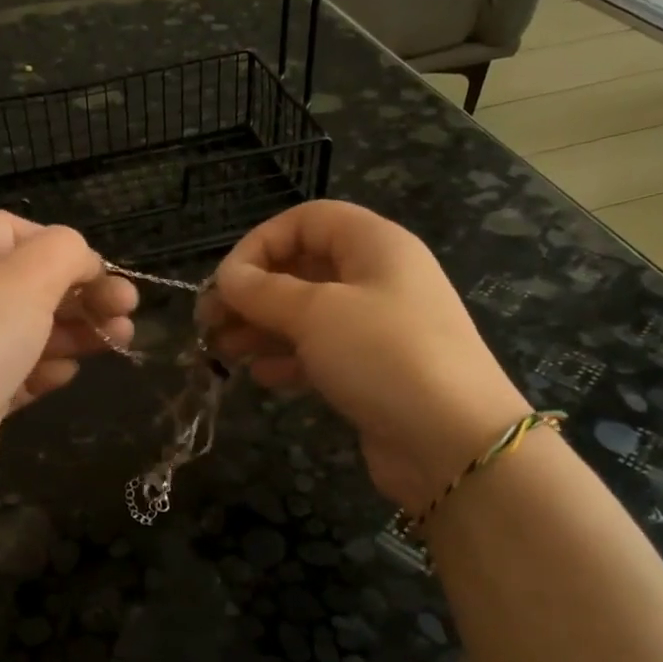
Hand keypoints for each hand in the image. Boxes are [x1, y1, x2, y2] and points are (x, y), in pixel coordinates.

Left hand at [0, 211, 136, 517]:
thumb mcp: (28, 276)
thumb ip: (65, 252)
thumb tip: (81, 259)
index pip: (15, 231)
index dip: (63, 247)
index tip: (102, 273)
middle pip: (30, 283)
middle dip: (84, 293)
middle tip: (128, 310)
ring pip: (29, 330)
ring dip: (77, 331)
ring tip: (120, 341)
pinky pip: (16, 373)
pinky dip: (46, 370)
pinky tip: (68, 376)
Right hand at [209, 201, 527, 510]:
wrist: (453, 441)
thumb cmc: (384, 356)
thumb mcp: (317, 314)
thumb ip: (264, 292)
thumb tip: (227, 278)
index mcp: (374, 245)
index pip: (306, 220)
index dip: (259, 244)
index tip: (225, 282)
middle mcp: (377, 278)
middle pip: (302, 269)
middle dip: (252, 293)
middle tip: (209, 323)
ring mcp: (377, 327)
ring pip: (307, 315)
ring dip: (262, 329)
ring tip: (222, 353)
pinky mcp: (373, 371)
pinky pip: (321, 353)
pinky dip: (289, 360)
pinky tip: (263, 378)